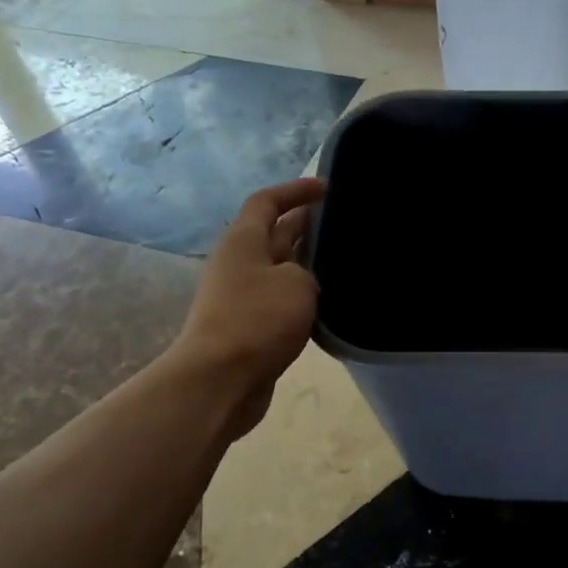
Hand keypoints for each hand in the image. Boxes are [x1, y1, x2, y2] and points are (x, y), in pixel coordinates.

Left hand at [175, 177, 325, 439]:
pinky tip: (330, 304)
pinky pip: (281, 301)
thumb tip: (305, 278)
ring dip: (308, 264)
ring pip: (281, 269)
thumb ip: (308, 270)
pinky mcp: (251, 327)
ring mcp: (243, 296)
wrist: (221, 379)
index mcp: (244, 241)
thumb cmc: (258, 320)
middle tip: (345, 225)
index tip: (327, 188)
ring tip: (345, 263)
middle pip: (275, 234)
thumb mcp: (296, 283)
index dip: (295, 190)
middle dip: (307, 225)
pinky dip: (303, 296)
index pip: (267, 202)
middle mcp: (240, 263)